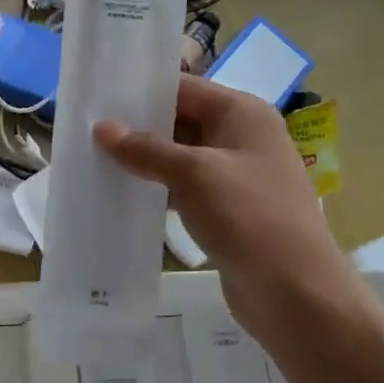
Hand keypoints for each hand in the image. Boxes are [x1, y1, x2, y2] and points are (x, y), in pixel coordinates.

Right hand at [94, 75, 347, 332]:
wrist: (296, 294)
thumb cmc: (249, 217)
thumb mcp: (194, 174)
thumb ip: (146, 149)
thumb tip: (102, 128)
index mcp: (242, 113)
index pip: (183, 88)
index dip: (142, 91)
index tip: (98, 96)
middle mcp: (241, 136)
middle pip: (181, 119)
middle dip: (138, 126)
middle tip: (87, 128)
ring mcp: (236, 174)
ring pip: (180, 155)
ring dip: (145, 159)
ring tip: (95, 158)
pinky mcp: (227, 208)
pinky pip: (185, 187)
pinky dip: (158, 187)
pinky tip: (123, 192)